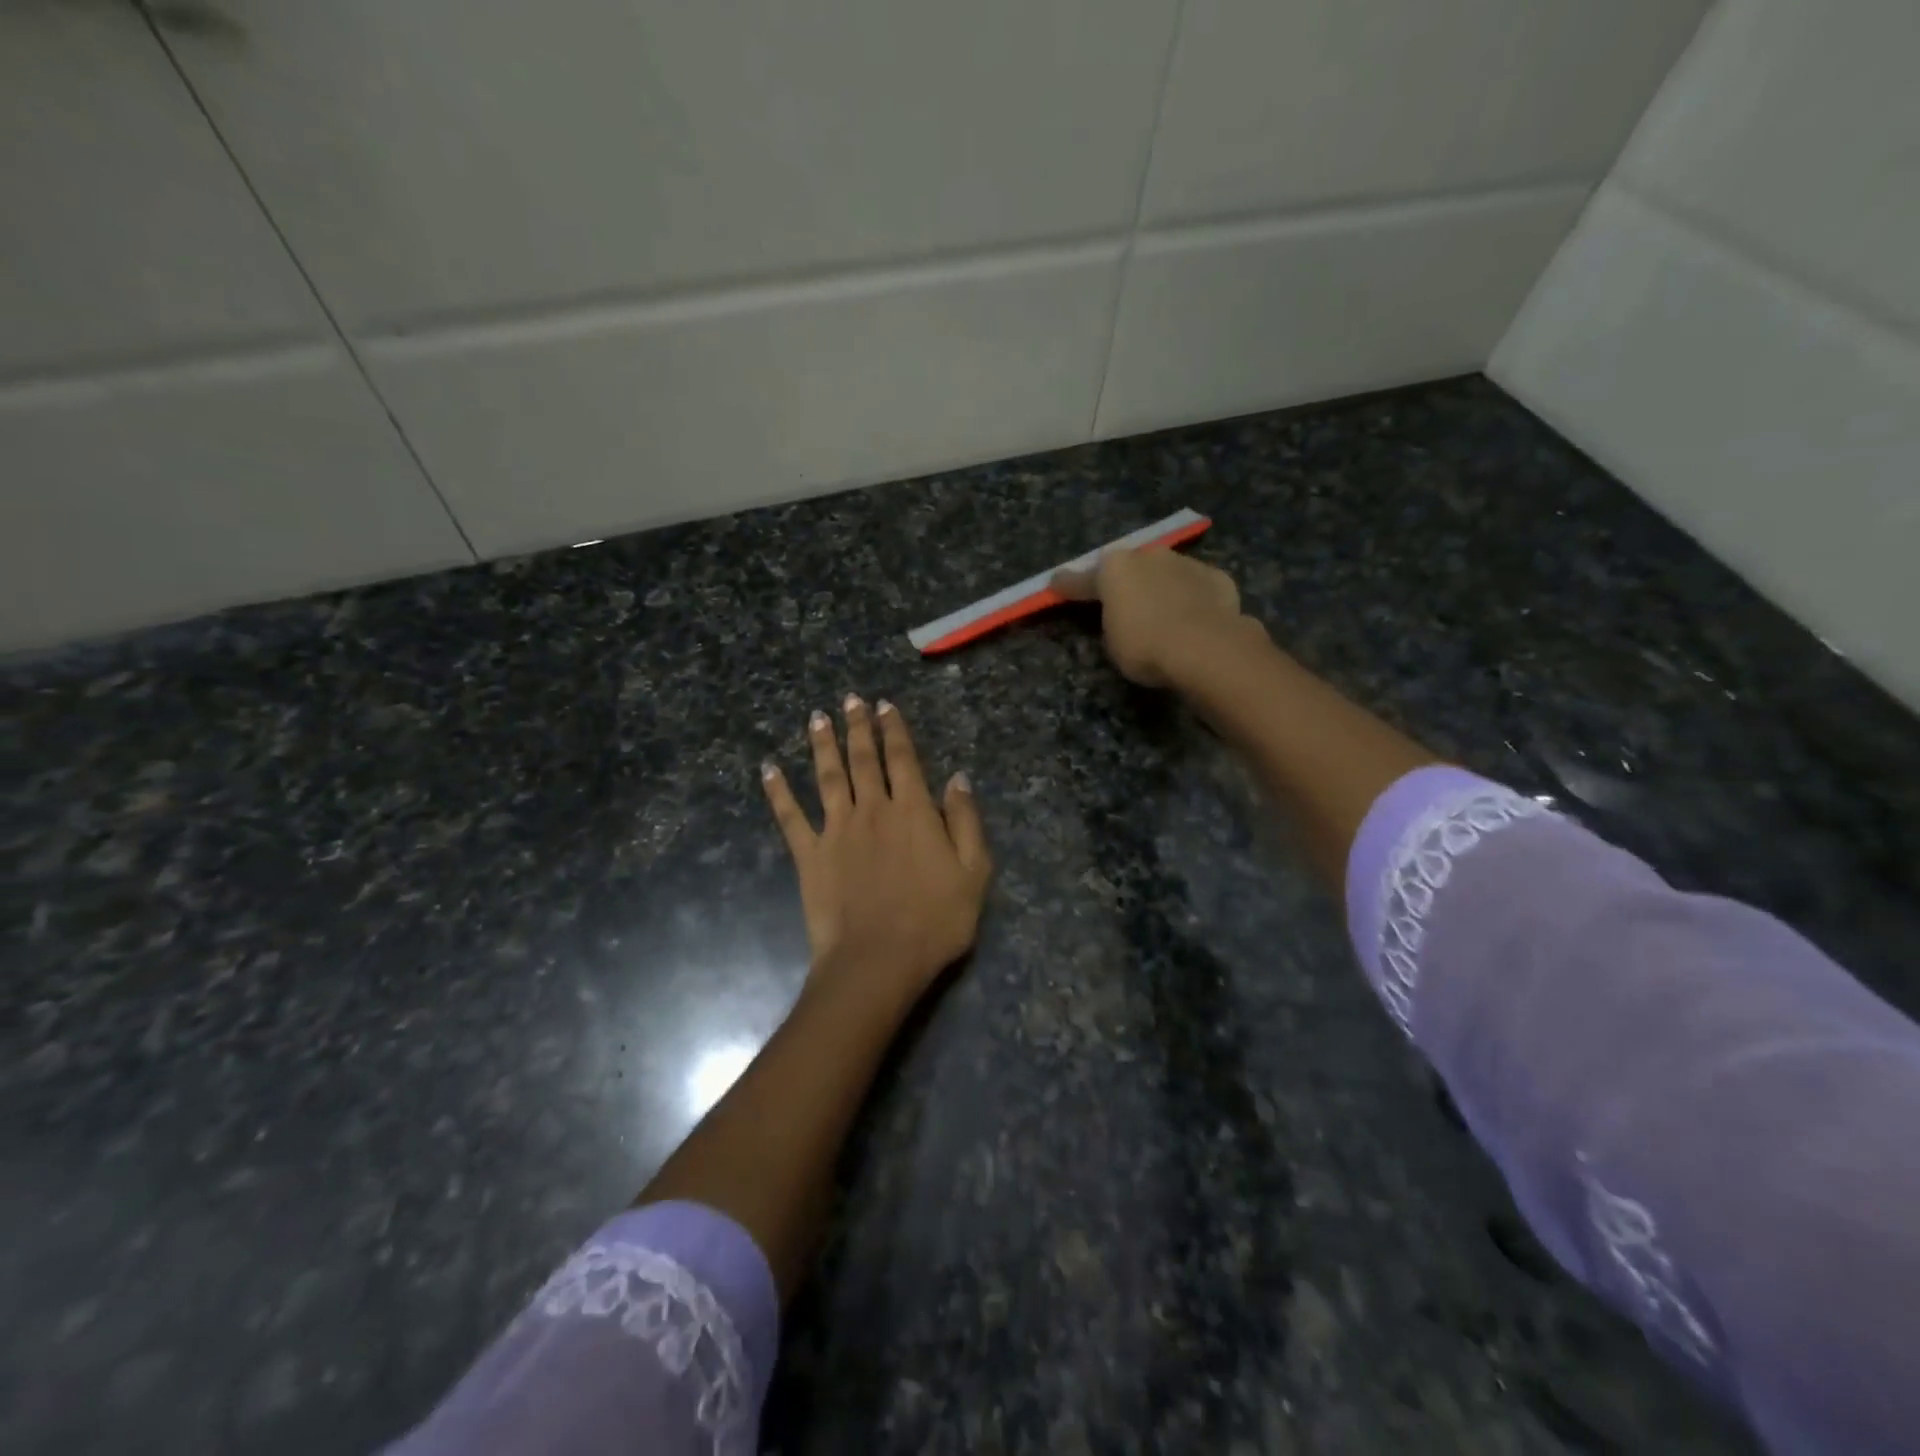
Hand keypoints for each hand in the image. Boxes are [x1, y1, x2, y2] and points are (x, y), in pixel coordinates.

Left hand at [762, 695, 991, 1009]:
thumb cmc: (935, 921)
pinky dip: (778, 791)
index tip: (885, 705)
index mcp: (912, 811)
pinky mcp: (809, 854)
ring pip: (828, 776)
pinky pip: (790, 816)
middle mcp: (872, 809)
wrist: (879, 961)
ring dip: (822, 744)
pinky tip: (769, 769)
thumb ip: (965, 821)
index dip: (894, 730)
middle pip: (863, 759)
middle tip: (850, 699)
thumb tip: (958, 778)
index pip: (902, 758)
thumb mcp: (973, 872)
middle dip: (857, 726)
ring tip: (817, 718)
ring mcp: (836, 830)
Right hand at [1053, 546, 1256, 687]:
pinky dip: (1192, 598)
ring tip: (1163, 613)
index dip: (1068, 585)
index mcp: (1114, 568)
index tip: (1056, 584)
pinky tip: (1195, 618)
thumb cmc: (1144, 645)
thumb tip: (1122, 614)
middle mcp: (1148, 556)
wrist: (1205, 647)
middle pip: (1130, 568)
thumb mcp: (1112, 641)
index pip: (1083, 579)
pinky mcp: (1217, 578)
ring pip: (1166, 573)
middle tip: (1122, 603)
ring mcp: (1186, 563)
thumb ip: (1112, 620)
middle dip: (1125, 582)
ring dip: (1160, 588)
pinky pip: (1196, 587)